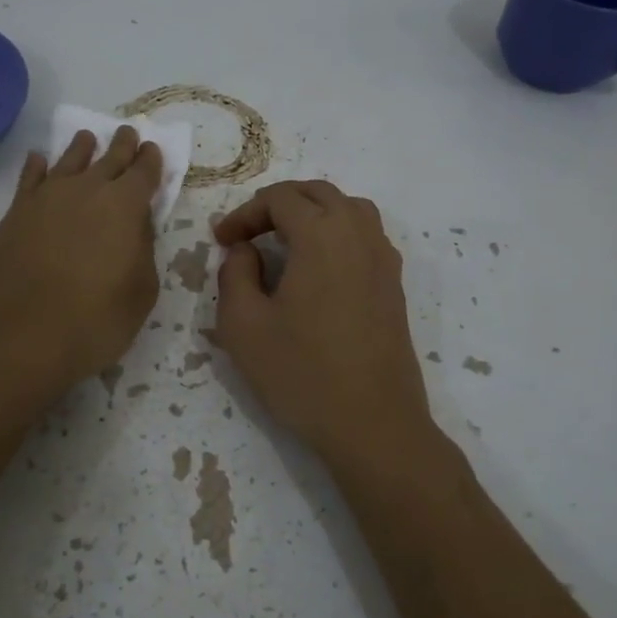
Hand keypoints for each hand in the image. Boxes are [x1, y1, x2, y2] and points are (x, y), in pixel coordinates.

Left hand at [0, 126, 162, 405]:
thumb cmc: (96, 321)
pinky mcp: (13, 215)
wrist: (21, 336)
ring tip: (87, 138)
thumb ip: (143, 251)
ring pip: (67, 161)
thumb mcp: (140, 292)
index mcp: (125, 206)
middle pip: (108, 158)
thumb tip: (137, 225)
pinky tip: (38, 160)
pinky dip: (36, 166)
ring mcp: (45, 199)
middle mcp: (86, 191)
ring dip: (81, 148)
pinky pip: (28, 179)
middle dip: (122, 145)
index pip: (144, 172)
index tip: (153, 149)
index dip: (151, 160)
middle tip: (128, 133)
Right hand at [214, 180, 432, 463]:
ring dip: (313, 214)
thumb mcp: (243, 325)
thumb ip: (235, 274)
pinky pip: (366, 237)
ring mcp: (384, 259)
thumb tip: (245, 250)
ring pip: (349, 209)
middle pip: (318, 193)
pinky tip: (319, 270)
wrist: (373, 424)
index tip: (221, 241)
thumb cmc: (301, 373)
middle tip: (248, 235)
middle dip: (278, 205)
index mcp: (322, 235)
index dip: (244, 213)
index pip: (280, 198)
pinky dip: (338, 235)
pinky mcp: (395, 285)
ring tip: (285, 243)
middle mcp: (359, 234)